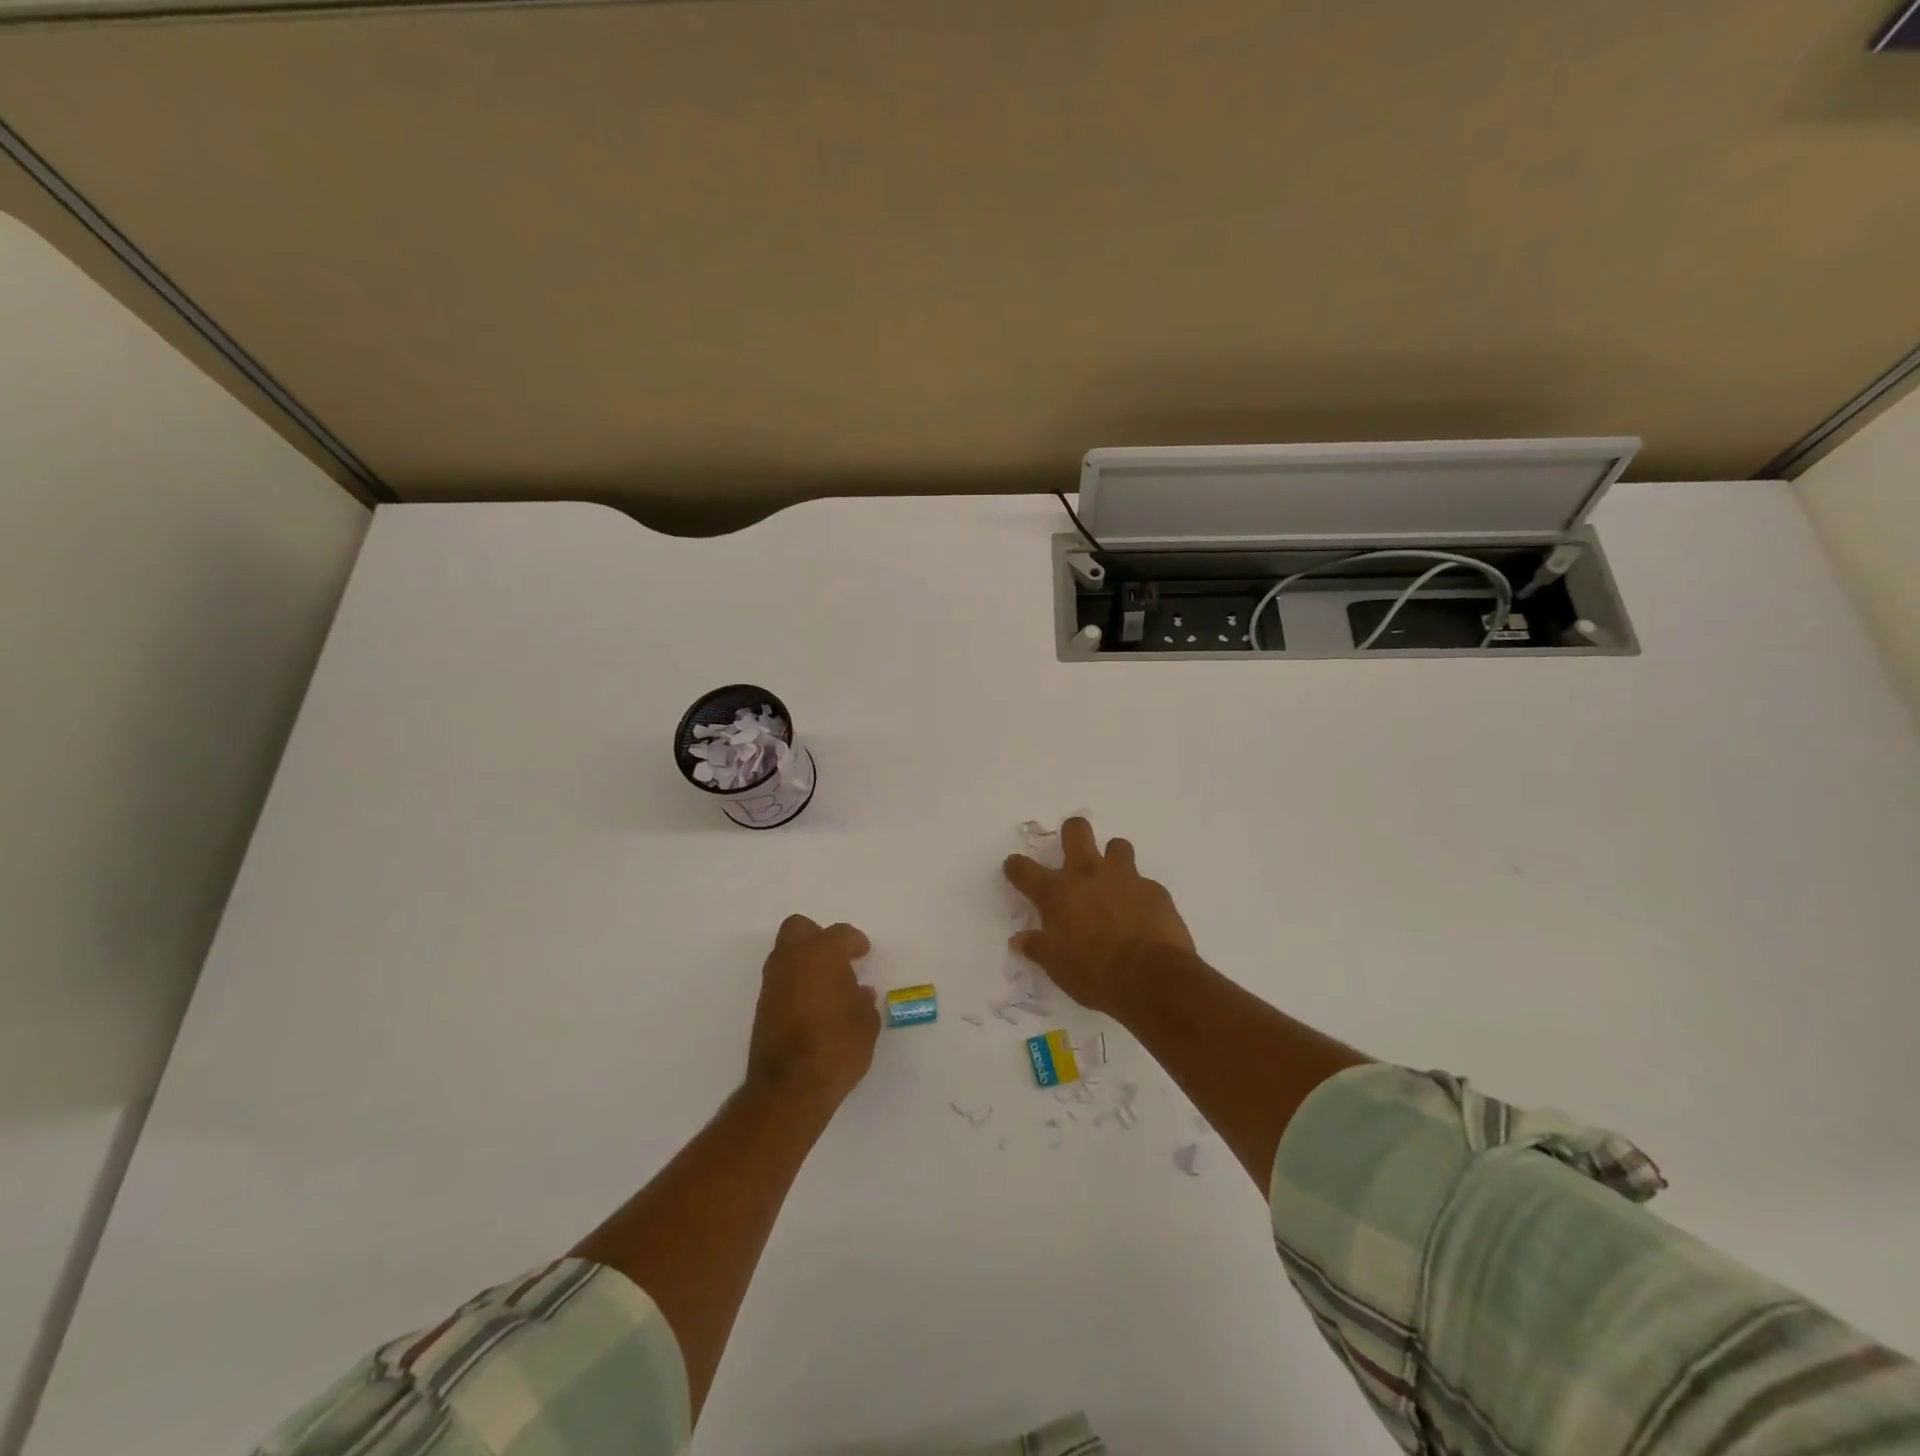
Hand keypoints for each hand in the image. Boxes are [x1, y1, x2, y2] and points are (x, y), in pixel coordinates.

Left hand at [745, 915, 880, 1114]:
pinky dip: (795, 985)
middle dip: (817, 936)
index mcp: (821, 954)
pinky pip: (781, 982)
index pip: (840, 934)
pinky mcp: (761, 1008)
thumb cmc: (837, 1046)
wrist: (789, 1088)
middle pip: (799, 928)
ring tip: (827, 985)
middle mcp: (792, 960)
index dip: (855, 942)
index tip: (863, 952)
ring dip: (804, 962)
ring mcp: (772, 983)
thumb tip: (859, 993)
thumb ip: (863, 1002)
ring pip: (785, 955)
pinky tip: (813, 1006)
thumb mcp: (866, 1023)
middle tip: (837, 957)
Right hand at [1002, 817, 1195, 1013]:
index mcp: (1057, 893)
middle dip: (1071, 833)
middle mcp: (1088, 875)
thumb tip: (1019, 940)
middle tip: (1073, 851)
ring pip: (1116, 845)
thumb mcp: (1056, 966)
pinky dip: (1138, 893)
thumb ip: (1037, 947)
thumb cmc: (1095, 974)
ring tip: (1113, 880)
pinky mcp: (1154, 889)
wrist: (1152, 978)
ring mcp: (1124, 877)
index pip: (1024, 869)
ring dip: (1112, 858)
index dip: (1015, 866)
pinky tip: (1141, 914)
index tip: (1015, 867)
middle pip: (1076, 830)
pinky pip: (1144, 881)